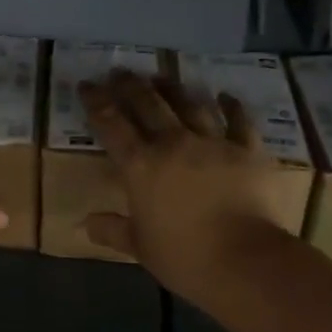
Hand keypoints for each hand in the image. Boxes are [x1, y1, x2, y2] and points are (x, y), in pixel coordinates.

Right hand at [78, 71, 279, 301]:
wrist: (244, 259)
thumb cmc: (184, 256)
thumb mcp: (140, 247)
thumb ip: (112, 230)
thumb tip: (85, 224)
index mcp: (140, 165)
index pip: (110, 124)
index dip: (96, 101)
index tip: (87, 85)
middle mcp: (172, 143)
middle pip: (148, 104)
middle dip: (130, 85)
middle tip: (120, 71)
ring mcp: (212, 142)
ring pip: (189, 104)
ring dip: (173, 88)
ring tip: (162, 76)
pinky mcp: (246, 150)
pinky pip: (239, 121)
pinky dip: (232, 106)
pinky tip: (225, 95)